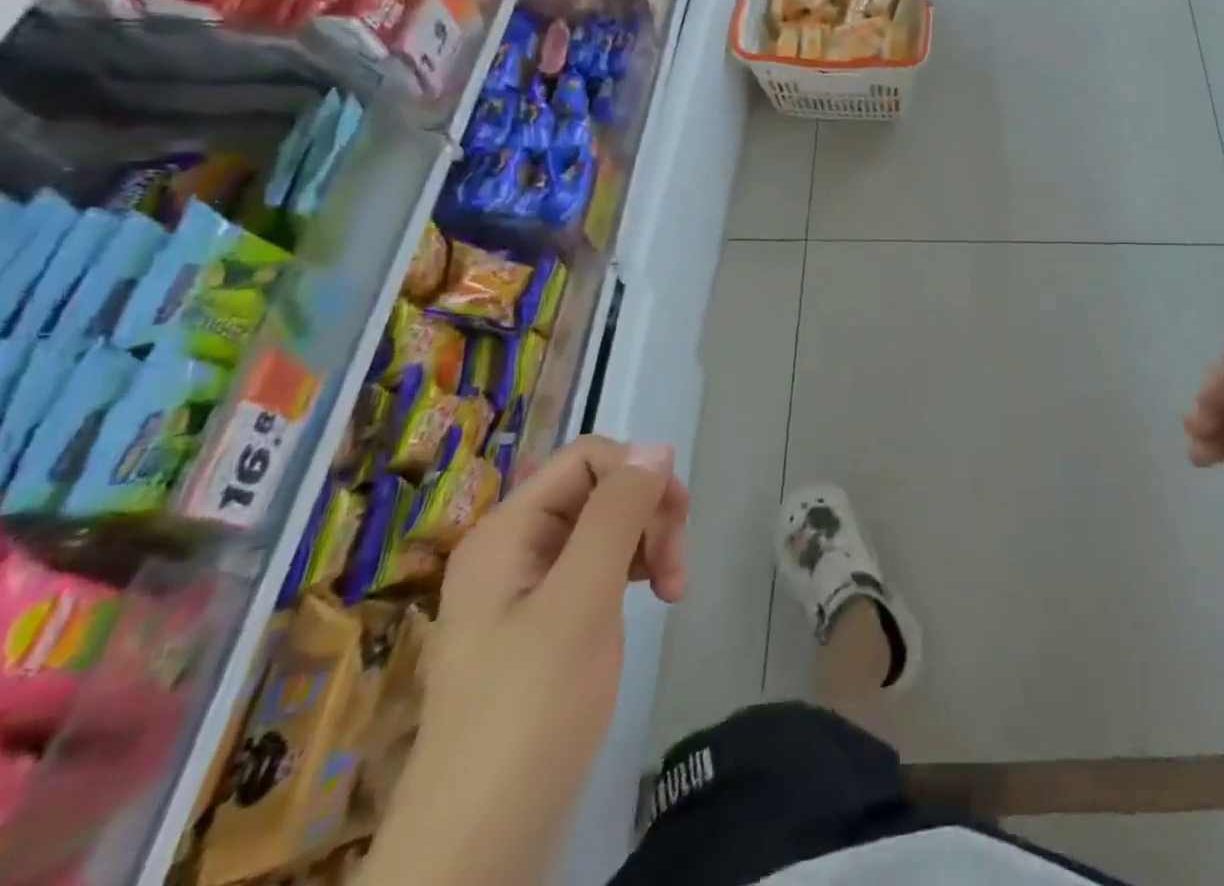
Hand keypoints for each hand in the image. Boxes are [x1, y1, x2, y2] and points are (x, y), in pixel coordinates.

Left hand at [369, 437, 689, 885]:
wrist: (480, 845)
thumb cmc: (529, 711)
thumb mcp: (580, 601)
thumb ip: (617, 515)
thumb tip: (657, 446)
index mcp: (507, 532)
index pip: (587, 459)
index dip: (637, 473)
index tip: (675, 518)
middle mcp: (516, 548)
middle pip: (601, 490)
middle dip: (649, 514)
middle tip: (674, 567)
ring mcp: (532, 587)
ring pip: (609, 526)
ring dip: (650, 543)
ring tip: (673, 589)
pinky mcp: (551, 622)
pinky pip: (603, 566)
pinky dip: (636, 571)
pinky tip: (655, 597)